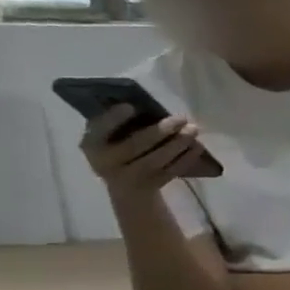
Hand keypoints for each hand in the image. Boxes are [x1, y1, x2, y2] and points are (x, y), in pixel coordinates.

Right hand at [80, 107, 211, 193]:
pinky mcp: (152, 186)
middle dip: (161, 130)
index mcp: (92, 145)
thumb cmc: (118, 151)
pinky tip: (197, 146)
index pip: (99, 130)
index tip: (130, 106)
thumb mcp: (109, 138)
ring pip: (156, 159)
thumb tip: (143, 102)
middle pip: (135, 145)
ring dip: (178, 143)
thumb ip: (118, 123)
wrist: (125, 187)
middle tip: (181, 118)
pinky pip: (171, 171)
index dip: (113, 119)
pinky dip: (187, 158)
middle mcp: (107, 163)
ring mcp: (130, 178)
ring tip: (193, 129)